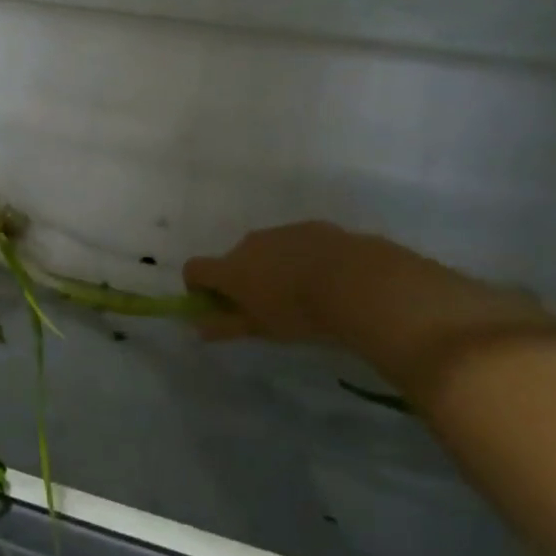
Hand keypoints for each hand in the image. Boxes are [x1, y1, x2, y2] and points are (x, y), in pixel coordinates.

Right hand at [184, 222, 555, 386]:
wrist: (360, 282)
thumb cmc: (301, 312)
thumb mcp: (262, 328)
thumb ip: (227, 326)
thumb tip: (198, 327)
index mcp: (231, 267)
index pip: (194, 269)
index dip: (198, 288)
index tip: (217, 308)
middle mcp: (250, 243)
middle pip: (232, 259)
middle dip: (241, 281)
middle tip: (265, 309)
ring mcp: (283, 231)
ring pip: (266, 250)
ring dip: (272, 269)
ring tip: (302, 297)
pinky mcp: (315, 228)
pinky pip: (297, 244)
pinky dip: (301, 260)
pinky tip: (327, 282)